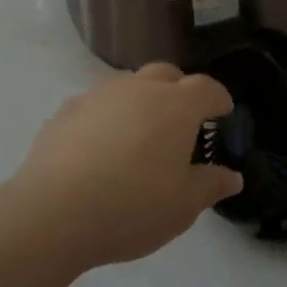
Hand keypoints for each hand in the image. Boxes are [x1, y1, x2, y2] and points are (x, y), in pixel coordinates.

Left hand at [10, 62, 242, 271]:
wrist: (53, 212)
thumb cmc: (132, 207)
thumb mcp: (183, 206)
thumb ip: (210, 185)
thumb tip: (232, 176)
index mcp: (176, 106)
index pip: (206, 88)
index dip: (218, 98)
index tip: (223, 112)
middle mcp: (140, 88)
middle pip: (167, 75)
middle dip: (180, 90)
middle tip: (182, 121)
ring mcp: (100, 95)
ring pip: (129, 85)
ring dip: (140, 100)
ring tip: (139, 134)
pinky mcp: (66, 110)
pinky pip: (96, 105)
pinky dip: (105, 117)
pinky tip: (98, 147)